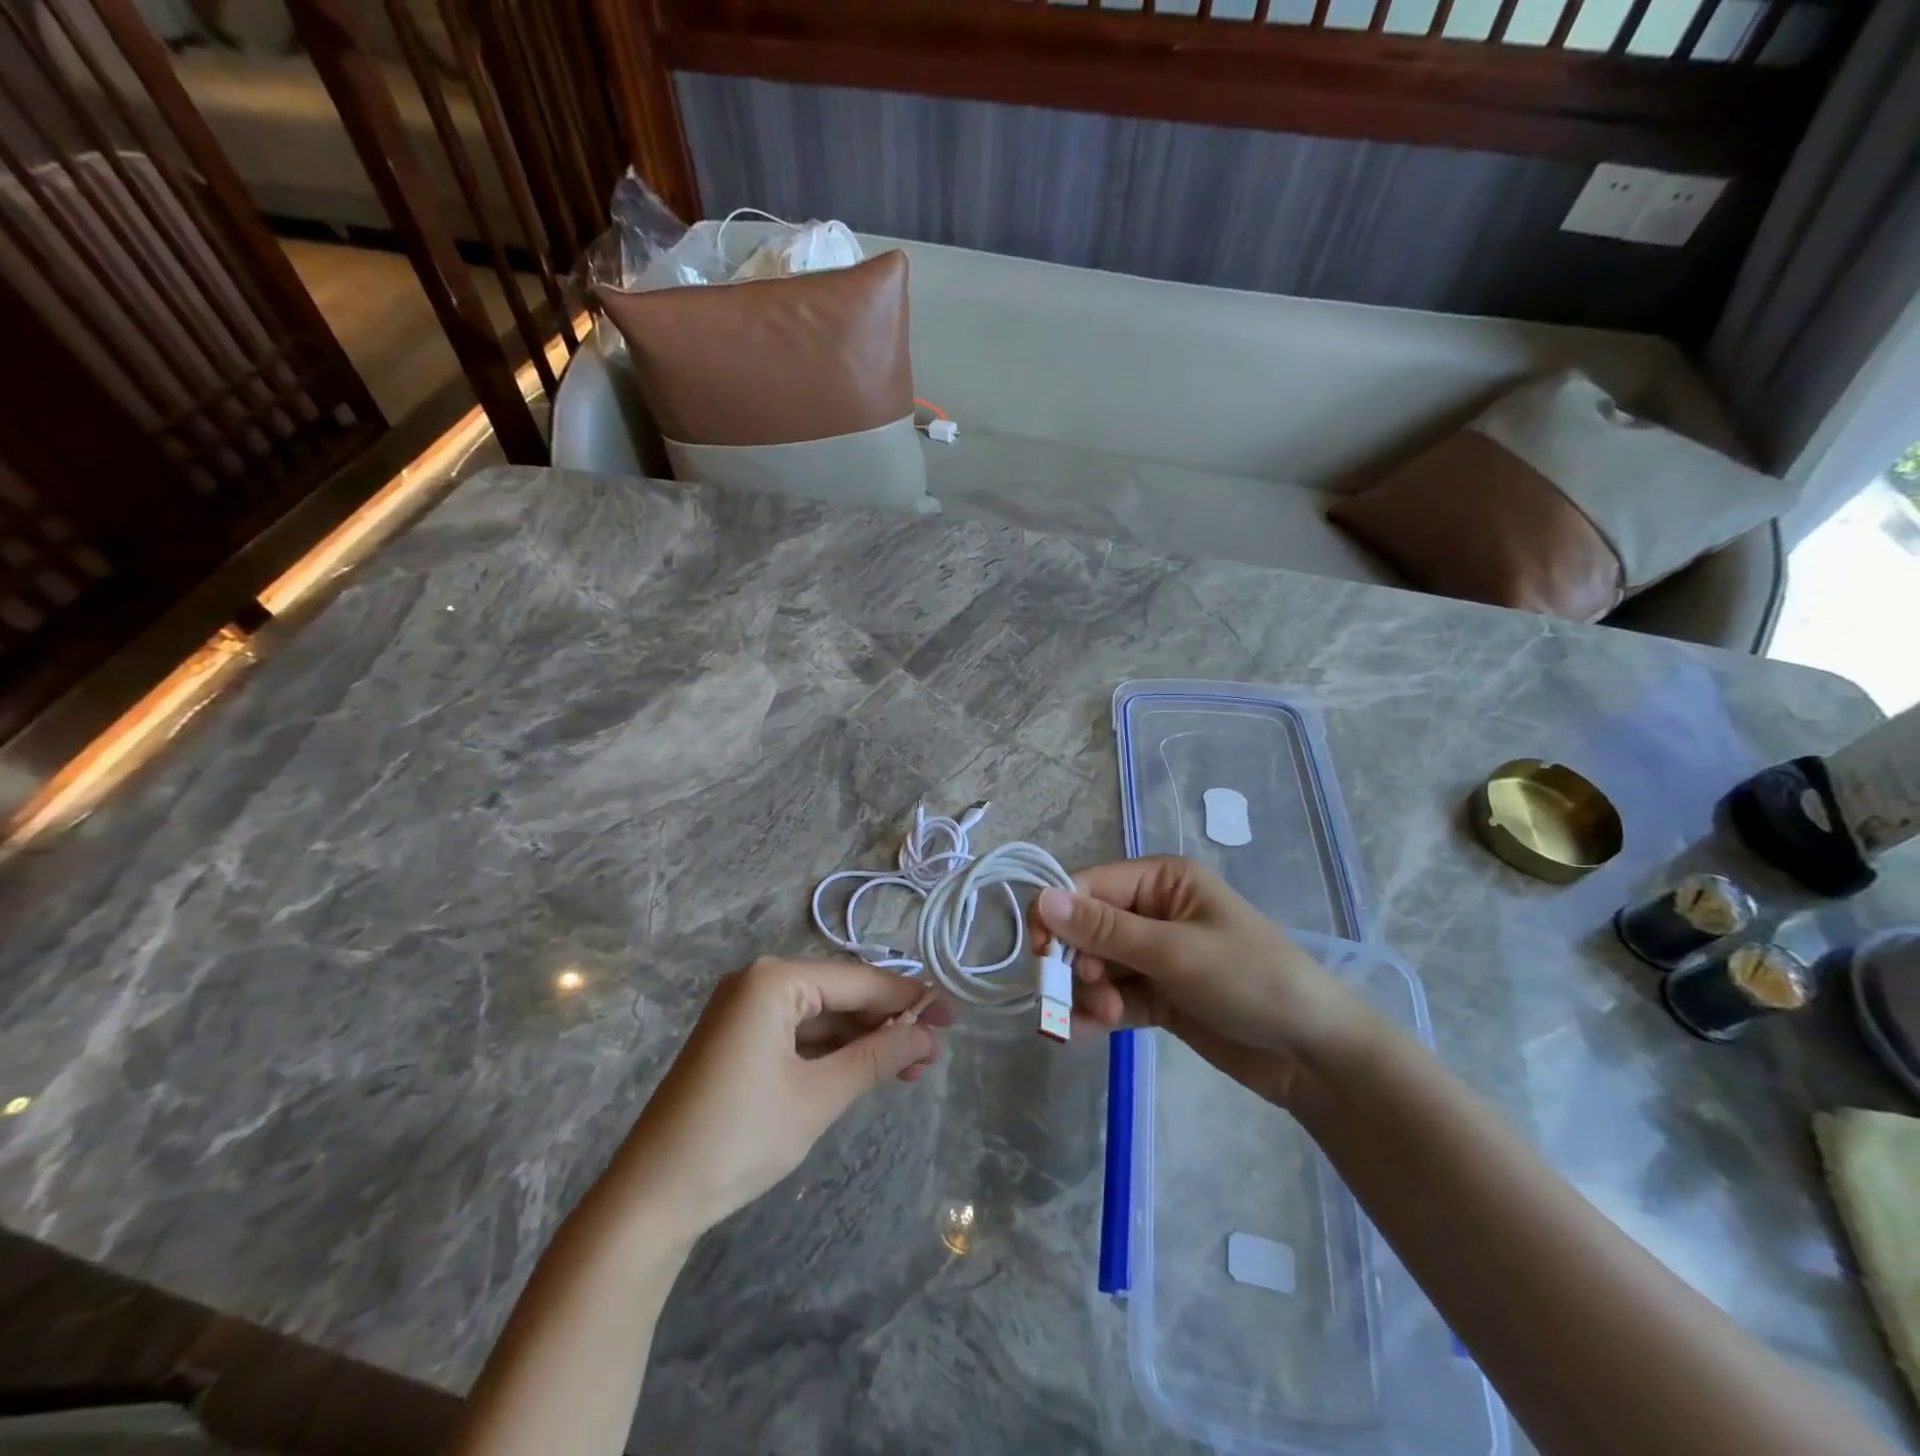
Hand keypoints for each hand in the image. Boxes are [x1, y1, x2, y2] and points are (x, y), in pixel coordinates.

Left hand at [611, 959, 952, 1243]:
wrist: (651, 1200)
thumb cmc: (739, 1138)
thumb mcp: (818, 1097)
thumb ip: (877, 1057)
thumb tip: (927, 1036)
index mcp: (775, 981)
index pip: (858, 982)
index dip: (909, 1000)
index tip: (953, 1015)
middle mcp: (760, 983)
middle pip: (841, 995)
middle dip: (889, 1024)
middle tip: (935, 1052)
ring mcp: (746, 1012)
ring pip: (823, 1017)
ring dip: (865, 1041)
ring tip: (911, 1069)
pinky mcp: (740, 1041)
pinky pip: (800, 1035)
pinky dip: (834, 1053)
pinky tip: (867, 1070)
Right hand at [1037, 857, 1377, 1108]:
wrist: (1314, 1055)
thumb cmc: (1250, 981)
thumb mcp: (1174, 951)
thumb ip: (1103, 929)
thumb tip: (1041, 898)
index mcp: (1162, 880)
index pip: (1089, 886)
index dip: (1058, 916)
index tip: (1040, 955)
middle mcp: (1154, 910)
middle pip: (1087, 929)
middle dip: (1079, 963)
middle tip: (1094, 996)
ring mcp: (1156, 956)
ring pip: (1096, 966)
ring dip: (1090, 991)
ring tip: (1108, 1017)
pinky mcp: (1159, 996)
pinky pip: (1113, 996)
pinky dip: (1097, 1012)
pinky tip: (1086, 1032)